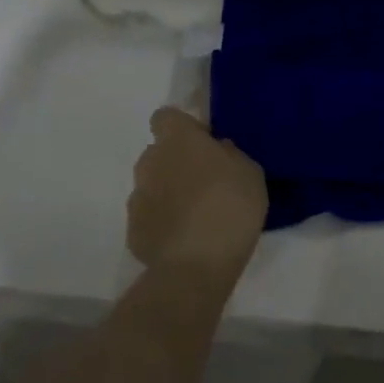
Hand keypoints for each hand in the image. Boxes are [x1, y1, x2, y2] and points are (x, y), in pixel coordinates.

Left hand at [127, 108, 267, 285]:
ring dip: (170, 192)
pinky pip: (150, 216)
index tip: (205, 143)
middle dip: (177, 161)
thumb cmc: (231, 207)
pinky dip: (164, 221)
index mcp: (178, 141)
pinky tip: (186, 238)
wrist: (197, 266)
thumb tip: (217, 151)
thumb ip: (230, 154)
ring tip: (197, 214)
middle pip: (159, 152)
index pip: (166, 117)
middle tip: (207, 181)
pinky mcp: (133, 231)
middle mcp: (150, 163)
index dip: (184, 127)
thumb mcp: (250, 172)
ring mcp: (137, 198)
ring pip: (153, 184)